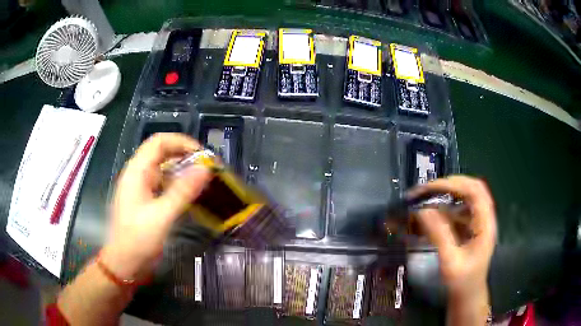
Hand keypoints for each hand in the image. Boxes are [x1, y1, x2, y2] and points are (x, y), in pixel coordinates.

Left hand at [101, 133, 210, 279]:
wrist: (124, 264)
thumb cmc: (137, 240)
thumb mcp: (161, 216)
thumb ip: (182, 191)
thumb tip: (205, 168)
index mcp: (137, 172)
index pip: (159, 142)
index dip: (181, 142)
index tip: (203, 155)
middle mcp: (139, 175)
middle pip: (163, 153)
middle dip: (186, 156)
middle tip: (208, 169)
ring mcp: (142, 188)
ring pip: (165, 170)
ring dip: (185, 172)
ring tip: (205, 181)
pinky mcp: (147, 201)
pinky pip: (165, 186)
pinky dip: (180, 186)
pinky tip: (193, 196)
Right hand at [408, 176, 496, 296]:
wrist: (468, 295)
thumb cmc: (462, 282)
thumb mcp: (450, 261)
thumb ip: (439, 235)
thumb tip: (422, 210)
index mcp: (485, 224)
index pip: (475, 191)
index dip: (455, 184)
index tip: (432, 188)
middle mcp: (484, 218)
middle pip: (473, 188)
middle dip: (451, 185)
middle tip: (428, 189)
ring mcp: (478, 222)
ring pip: (466, 197)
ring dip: (448, 194)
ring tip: (428, 197)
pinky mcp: (471, 227)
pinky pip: (460, 209)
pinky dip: (447, 206)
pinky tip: (434, 212)